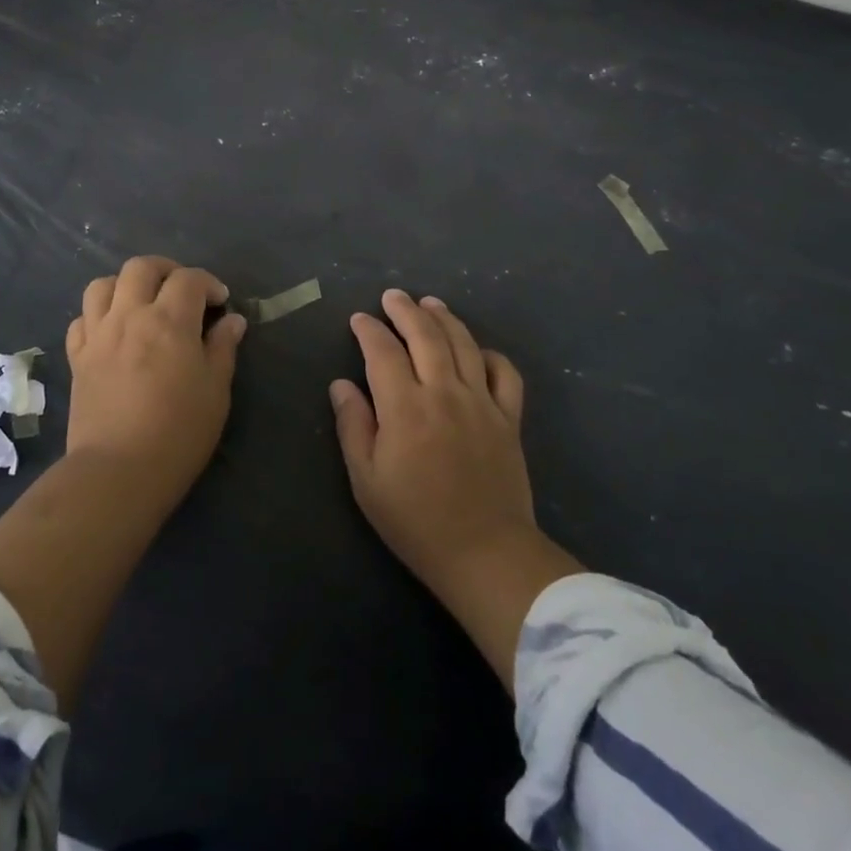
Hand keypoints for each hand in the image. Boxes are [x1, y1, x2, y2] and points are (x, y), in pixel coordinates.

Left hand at [65, 255, 247, 503]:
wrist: (118, 471)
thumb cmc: (178, 432)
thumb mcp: (215, 391)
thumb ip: (222, 348)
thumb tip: (232, 321)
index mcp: (169, 321)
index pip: (189, 279)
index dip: (209, 283)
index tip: (220, 303)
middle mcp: (130, 316)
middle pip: (141, 267)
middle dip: (166, 270)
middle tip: (182, 291)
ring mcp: (98, 335)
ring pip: (102, 285)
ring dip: (125, 285)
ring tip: (141, 303)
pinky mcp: (77, 358)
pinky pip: (81, 320)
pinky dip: (97, 316)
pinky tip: (112, 331)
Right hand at [330, 289, 580, 685]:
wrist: (485, 554)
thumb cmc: (415, 521)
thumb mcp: (366, 481)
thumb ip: (353, 426)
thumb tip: (341, 384)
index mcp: (405, 407)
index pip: (383, 352)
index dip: (369, 330)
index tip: (359, 319)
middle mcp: (444, 392)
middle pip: (425, 335)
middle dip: (405, 310)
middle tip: (392, 296)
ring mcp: (482, 402)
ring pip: (464, 344)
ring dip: (444, 318)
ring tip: (430, 303)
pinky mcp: (509, 417)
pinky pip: (504, 373)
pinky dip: (490, 354)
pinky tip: (477, 349)